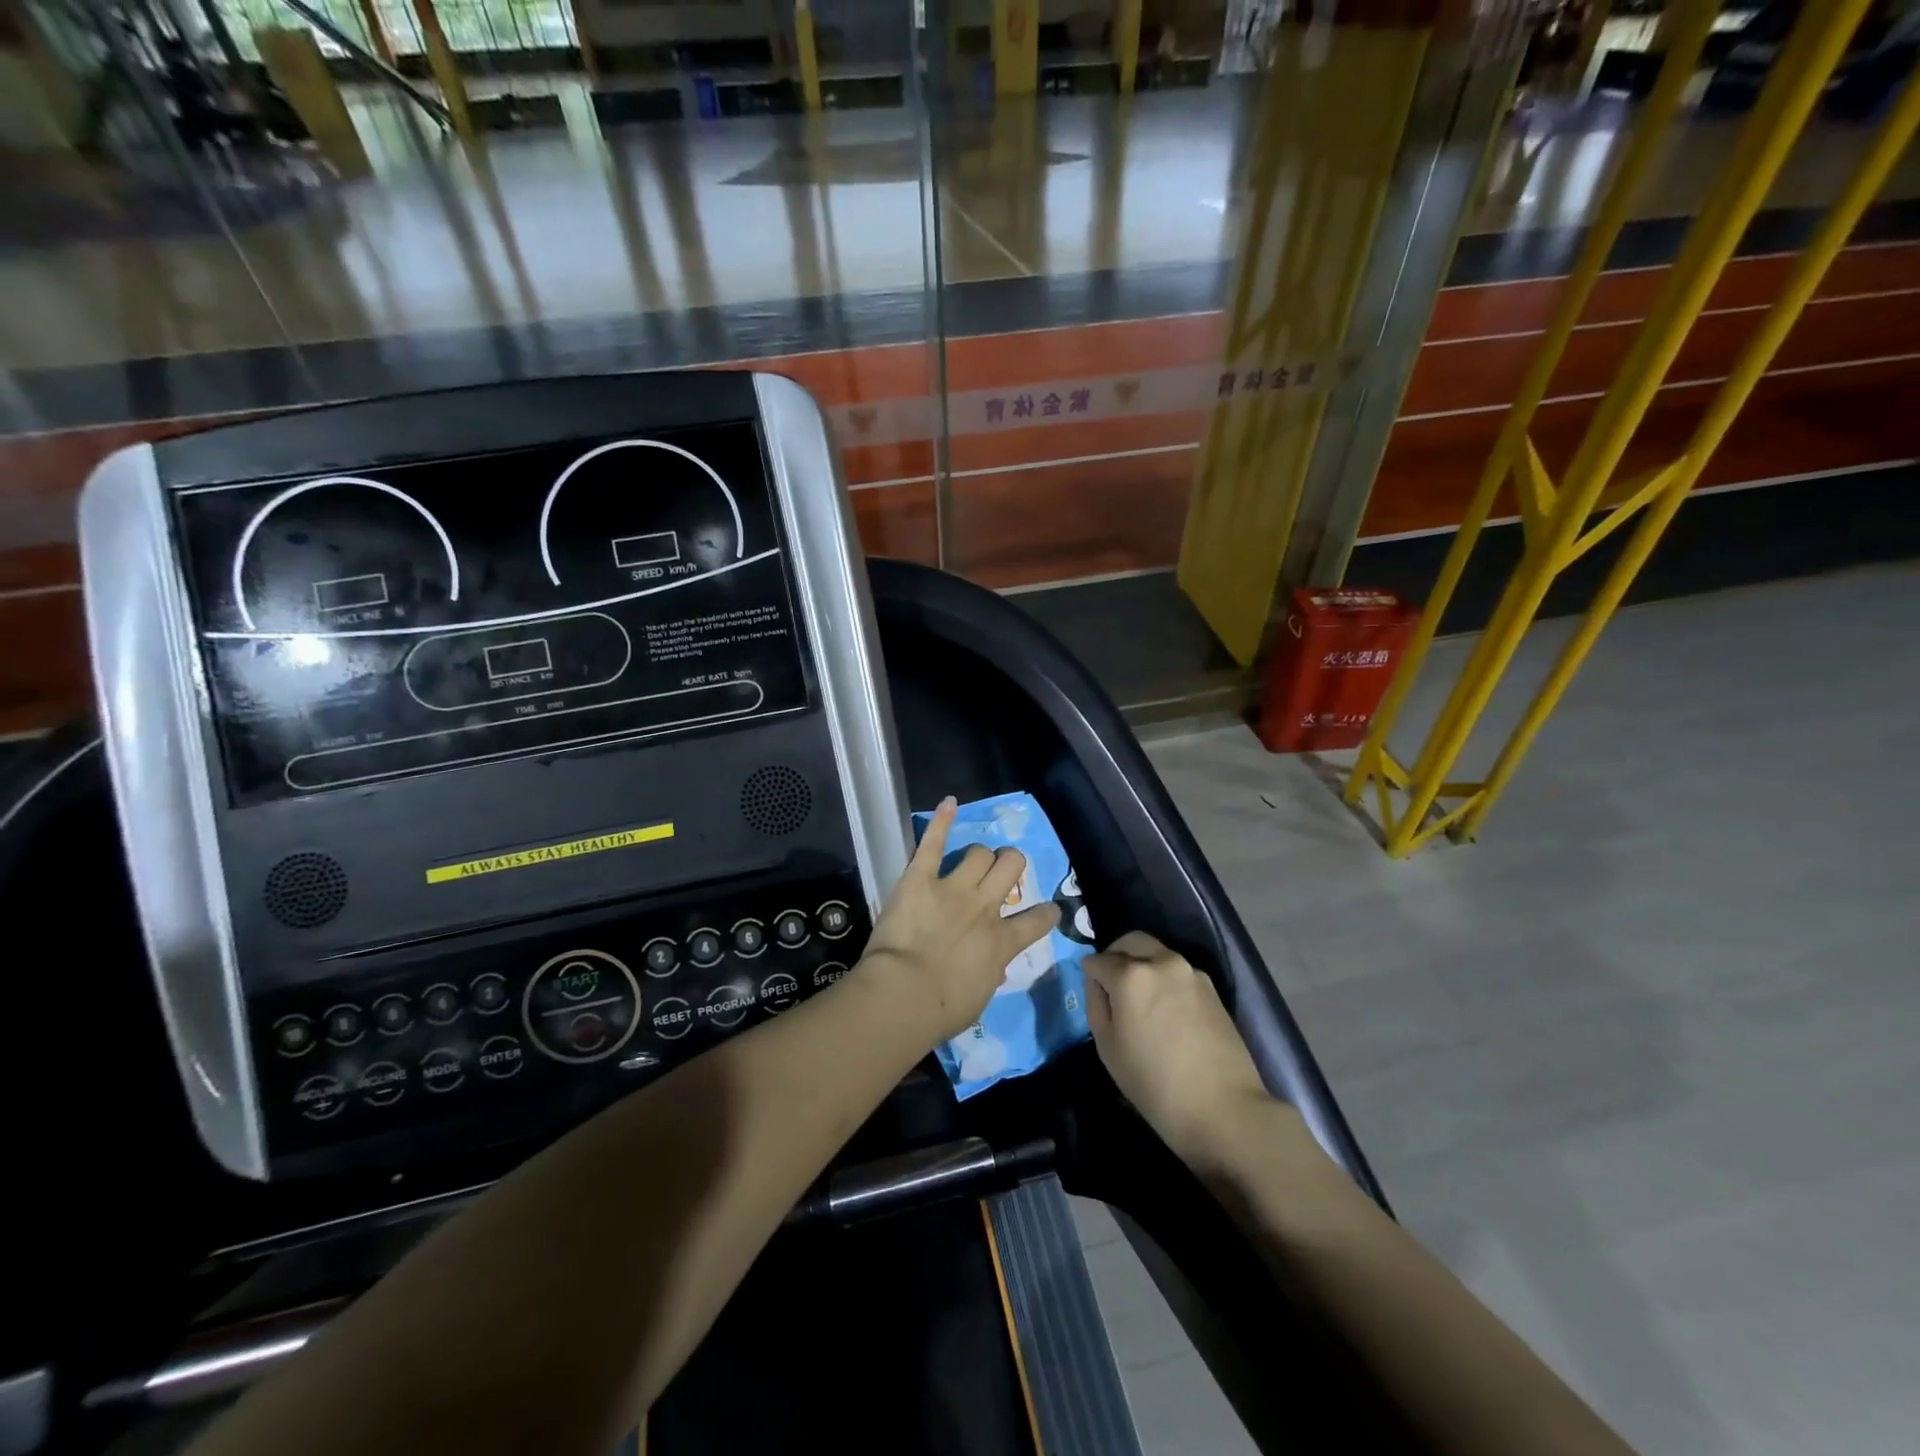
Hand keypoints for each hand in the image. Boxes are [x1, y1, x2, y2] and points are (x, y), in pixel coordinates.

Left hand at [855, 797, 1060, 1045]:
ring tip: (973, 860)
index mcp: (1002, 942)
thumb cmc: (942, 1010)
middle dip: (1010, 864)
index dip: (1045, 913)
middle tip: (1001, 873)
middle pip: (1010, 866)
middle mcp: (985, 907)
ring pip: (979, 853)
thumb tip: (994, 966)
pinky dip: (941, 820)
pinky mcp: (920, 878)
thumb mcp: (979, 997)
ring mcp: (954, 888)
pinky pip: (933, 843)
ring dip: (979, 856)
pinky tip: (948, 803)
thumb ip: (990, 973)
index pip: (1037, 921)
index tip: (1047, 910)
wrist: (904, 995)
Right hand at [1083, 932, 1275, 1169]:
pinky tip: (1164, 1009)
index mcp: (1130, 975)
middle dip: (1115, 955)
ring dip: (1141, 963)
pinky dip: (1163, 977)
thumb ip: (1096, 1004)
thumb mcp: (1108, 1048)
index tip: (1091, 990)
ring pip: (1156, 952)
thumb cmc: (1155, 1084)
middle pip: (1130, 941)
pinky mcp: (1211, 987)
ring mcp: (1190, 972)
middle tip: (1110, 983)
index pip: (1098, 960)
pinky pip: (1177, 970)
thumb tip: (1097, 982)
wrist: (1224, 1109)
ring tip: (1139, 998)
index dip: (1089, 974)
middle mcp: (1161, 961)